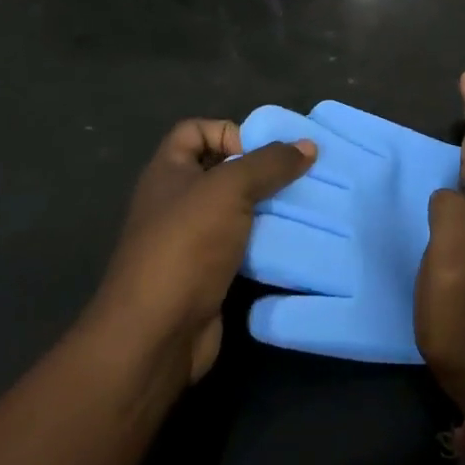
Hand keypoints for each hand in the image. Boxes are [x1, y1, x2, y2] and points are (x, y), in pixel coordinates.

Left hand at [92, 120, 313, 386]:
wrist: (156, 334)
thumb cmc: (186, 245)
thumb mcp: (230, 189)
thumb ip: (269, 163)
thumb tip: (308, 145)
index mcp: (168, 171)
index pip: (195, 130)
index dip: (228, 131)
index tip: (263, 152)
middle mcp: (177, 201)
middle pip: (222, 170)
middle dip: (261, 171)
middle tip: (301, 177)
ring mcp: (191, 240)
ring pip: (237, 211)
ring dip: (269, 208)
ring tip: (307, 207)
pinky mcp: (208, 274)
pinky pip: (242, 246)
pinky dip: (266, 243)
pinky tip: (295, 242)